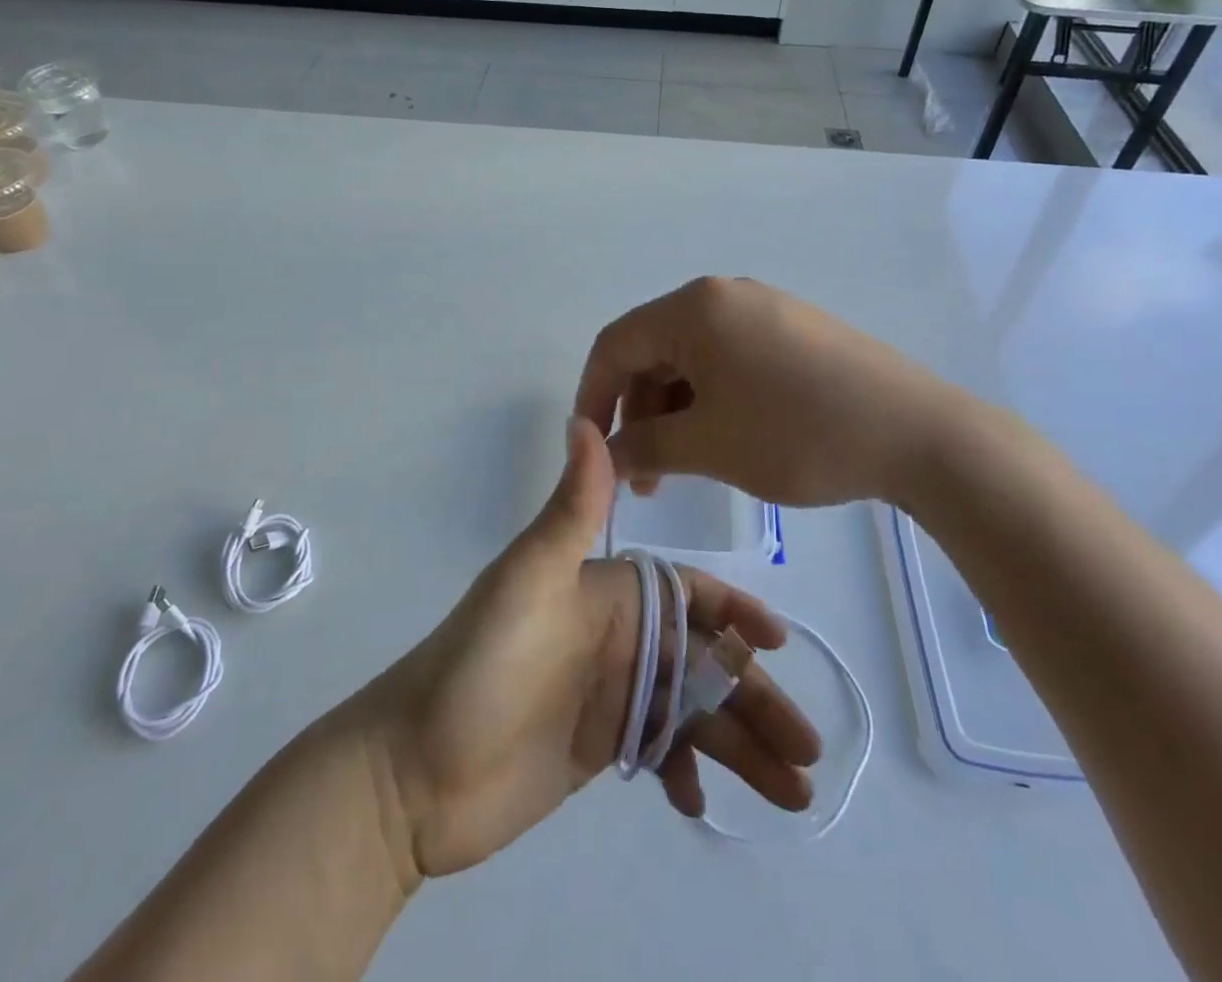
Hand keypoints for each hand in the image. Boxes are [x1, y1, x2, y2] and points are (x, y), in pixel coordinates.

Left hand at [368, 418, 820, 878]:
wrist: (412, 772)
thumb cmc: (478, 667)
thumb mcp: (528, 580)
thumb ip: (571, 509)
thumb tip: (586, 419)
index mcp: (607, 592)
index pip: (687, 592)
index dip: (735, 611)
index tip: (779, 642)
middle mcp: (617, 636)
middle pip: (704, 660)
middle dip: (755, 694)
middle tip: (809, 748)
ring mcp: (611, 694)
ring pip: (694, 712)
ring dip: (743, 744)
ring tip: (795, 793)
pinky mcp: (600, 747)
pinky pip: (662, 752)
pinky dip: (689, 772)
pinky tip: (702, 803)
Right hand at [575, 276, 980, 509]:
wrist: (918, 433)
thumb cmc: (798, 434)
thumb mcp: (709, 445)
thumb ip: (643, 446)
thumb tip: (603, 453)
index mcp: (694, 308)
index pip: (615, 344)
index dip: (592, 397)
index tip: (590, 450)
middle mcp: (723, 296)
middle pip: (654, 350)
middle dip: (638, 412)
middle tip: (645, 477)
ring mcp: (763, 309)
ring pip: (692, 358)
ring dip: (675, 411)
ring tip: (682, 469)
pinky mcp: (793, 330)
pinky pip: (729, 359)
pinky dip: (711, 399)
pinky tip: (723, 440)